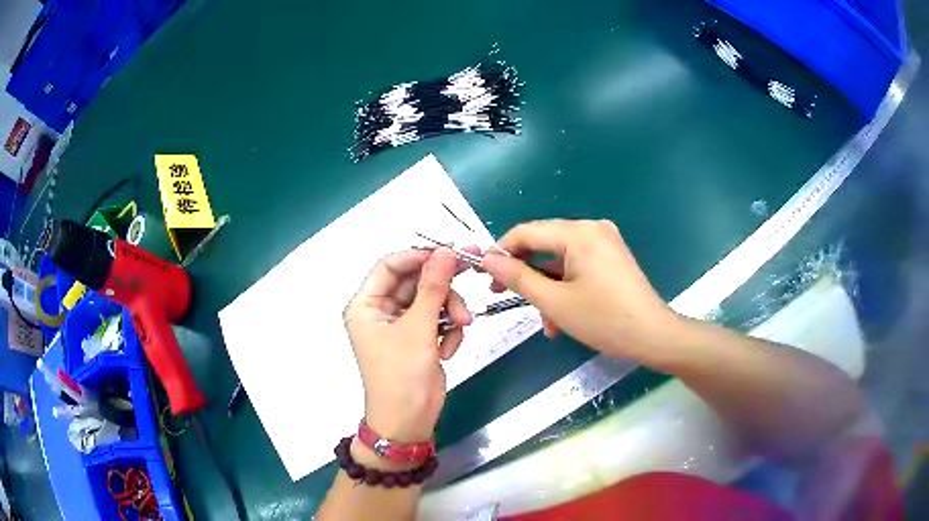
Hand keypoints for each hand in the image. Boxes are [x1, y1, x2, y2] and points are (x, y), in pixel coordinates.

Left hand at [344, 248, 472, 442]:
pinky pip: (437, 320)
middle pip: (415, 282)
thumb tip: (446, 251)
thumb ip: (433, 287)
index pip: (390, 265)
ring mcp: (400, 326)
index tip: (450, 252)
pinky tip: (449, 350)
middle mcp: (380, 311)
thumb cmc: (402, 375)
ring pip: (431, 300)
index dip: (419, 256)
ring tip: (463, 326)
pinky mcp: (418, 339)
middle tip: (472, 273)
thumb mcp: (419, 329)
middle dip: (443, 287)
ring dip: (450, 311)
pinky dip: (448, 331)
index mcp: (366, 305)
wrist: (409, 423)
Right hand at [481, 219, 680, 360]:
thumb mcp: (554, 301)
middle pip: (543, 245)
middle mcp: (591, 229)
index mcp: (578, 232)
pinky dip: (565, 287)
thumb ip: (518, 277)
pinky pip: (577, 266)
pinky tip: (561, 317)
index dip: (501, 252)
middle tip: (502, 295)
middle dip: (525, 274)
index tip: (483, 275)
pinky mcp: (611, 257)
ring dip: (546, 288)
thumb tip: (488, 260)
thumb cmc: (604, 319)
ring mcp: (604, 242)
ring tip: (545, 323)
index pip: (526, 232)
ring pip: (559, 260)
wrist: (653, 335)